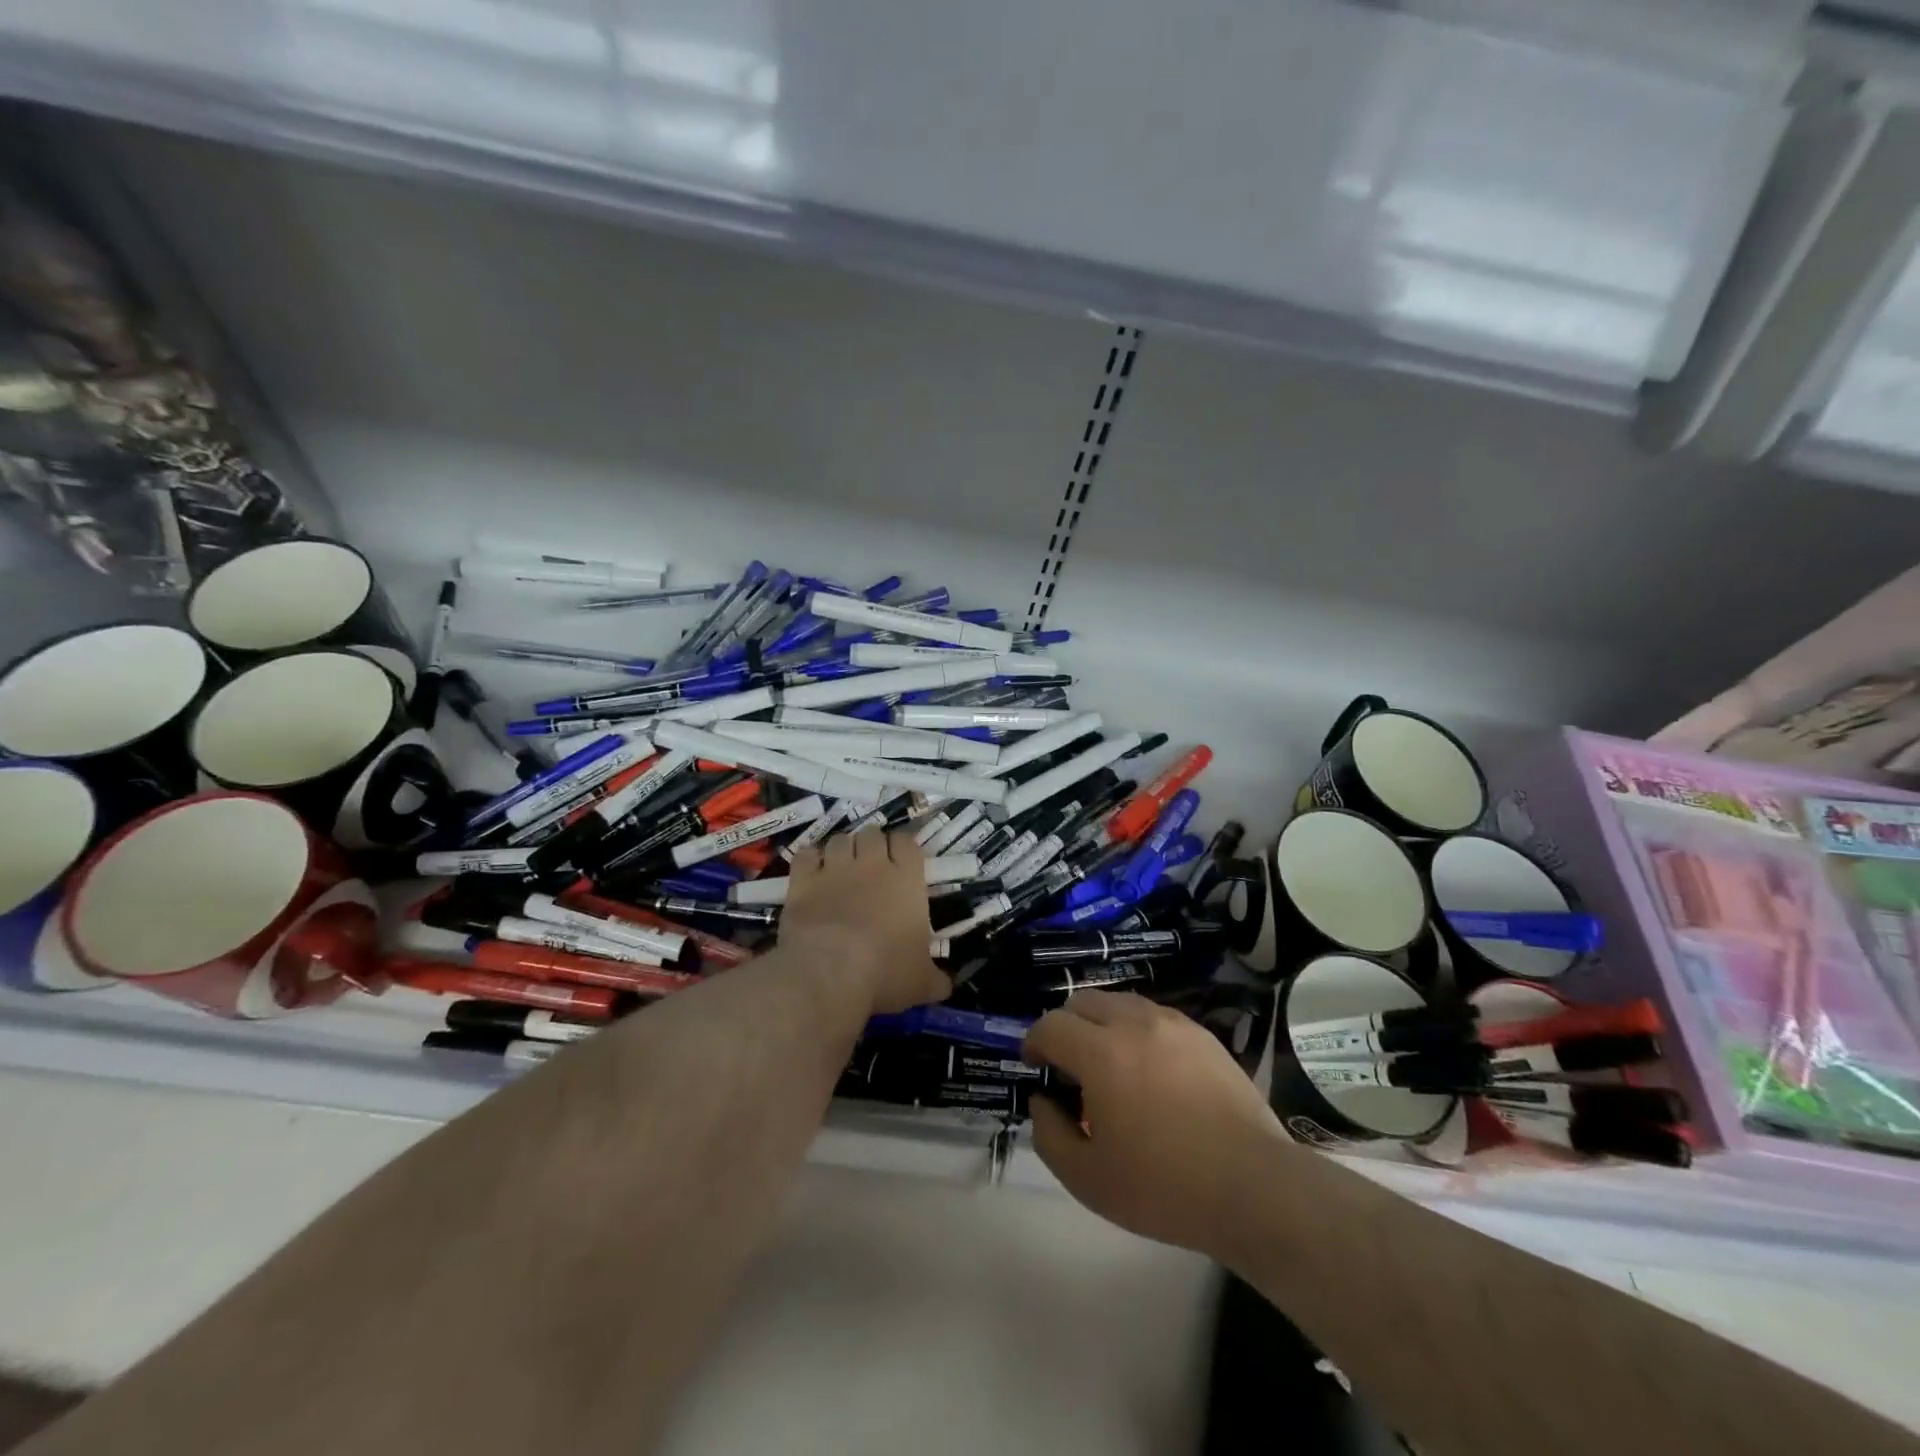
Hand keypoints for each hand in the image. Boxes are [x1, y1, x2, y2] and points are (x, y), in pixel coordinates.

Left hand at [781, 827, 949, 1016]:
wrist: (830, 973)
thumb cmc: (885, 973)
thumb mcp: (922, 984)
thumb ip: (936, 980)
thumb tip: (946, 986)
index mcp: (906, 880)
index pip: (907, 842)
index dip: (903, 846)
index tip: (902, 860)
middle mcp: (872, 865)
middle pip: (872, 834)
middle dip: (872, 844)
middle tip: (871, 865)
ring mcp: (835, 869)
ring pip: (840, 840)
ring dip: (842, 849)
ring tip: (841, 867)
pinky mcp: (803, 881)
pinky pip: (806, 854)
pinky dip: (810, 860)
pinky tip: (812, 873)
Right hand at [1025, 990, 1282, 1259]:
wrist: (1254, 1188)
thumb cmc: (1164, 1188)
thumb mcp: (1087, 1179)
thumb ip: (1049, 1134)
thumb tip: (1043, 1100)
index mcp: (1102, 1053)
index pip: (1051, 1025)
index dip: (1034, 1042)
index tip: (1036, 1066)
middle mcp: (1135, 1024)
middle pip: (1083, 1002)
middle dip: (1066, 1027)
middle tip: (1071, 1067)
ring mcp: (1173, 1024)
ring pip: (1120, 1003)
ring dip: (1102, 1025)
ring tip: (1111, 1066)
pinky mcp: (1202, 1035)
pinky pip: (1154, 1016)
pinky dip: (1137, 1031)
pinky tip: (1150, 1071)